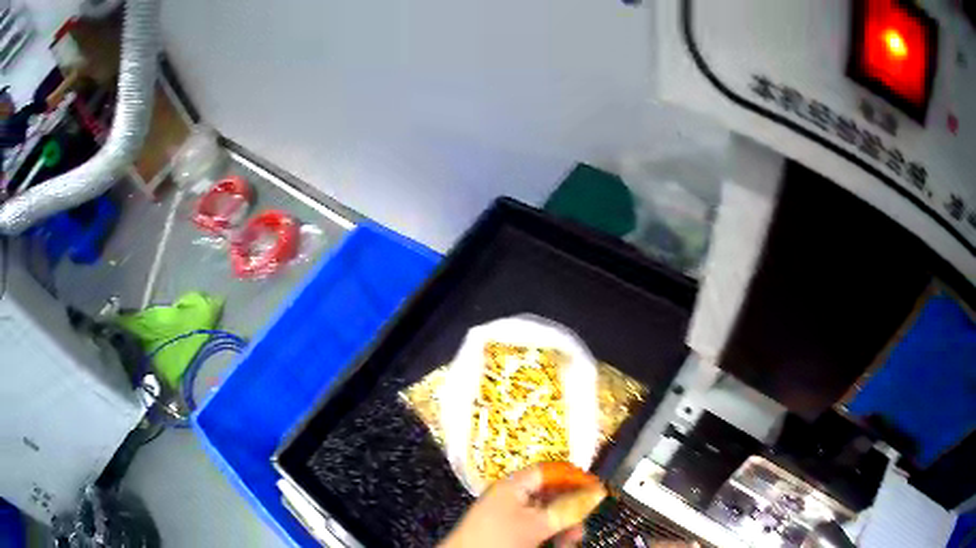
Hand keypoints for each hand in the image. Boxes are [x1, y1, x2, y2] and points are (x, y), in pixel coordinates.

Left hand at [439, 464, 586, 547]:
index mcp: (513, 485)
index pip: (548, 470)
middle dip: (570, 509)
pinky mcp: (506, 532)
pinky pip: (535, 527)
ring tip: (570, 542)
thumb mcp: (537, 524)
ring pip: (544, 514)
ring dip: (562, 526)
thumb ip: (567, 509)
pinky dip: (549, 535)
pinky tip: (558, 545)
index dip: (572, 476)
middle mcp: (510, 496)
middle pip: (549, 494)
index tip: (594, 487)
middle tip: (582, 524)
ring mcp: (507, 515)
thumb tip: (594, 494)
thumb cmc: (498, 539)